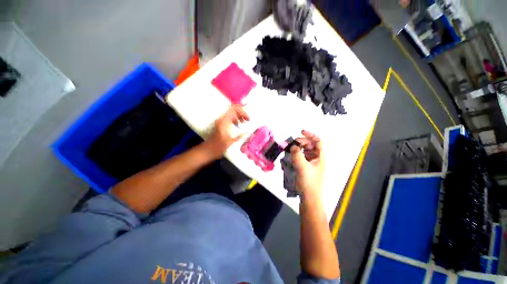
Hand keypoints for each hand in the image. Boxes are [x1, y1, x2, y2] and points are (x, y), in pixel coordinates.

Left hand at [202, 105, 249, 159]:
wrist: (207, 150)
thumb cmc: (218, 147)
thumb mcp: (230, 142)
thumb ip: (240, 136)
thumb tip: (247, 132)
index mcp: (224, 122)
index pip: (234, 109)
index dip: (242, 112)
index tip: (248, 119)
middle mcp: (221, 119)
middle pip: (233, 109)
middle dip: (241, 113)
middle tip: (247, 120)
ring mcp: (220, 121)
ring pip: (231, 113)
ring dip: (238, 116)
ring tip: (243, 122)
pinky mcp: (220, 124)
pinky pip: (228, 117)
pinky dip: (234, 119)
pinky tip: (238, 125)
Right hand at [290, 130, 324, 201]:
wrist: (309, 197)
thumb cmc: (309, 182)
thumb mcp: (302, 167)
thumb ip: (297, 154)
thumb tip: (293, 146)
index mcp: (319, 157)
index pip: (318, 141)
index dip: (310, 135)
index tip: (301, 132)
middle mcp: (315, 158)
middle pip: (309, 145)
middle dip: (300, 142)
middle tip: (291, 144)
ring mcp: (310, 163)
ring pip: (304, 151)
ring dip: (296, 149)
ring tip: (289, 150)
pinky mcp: (304, 167)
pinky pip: (299, 157)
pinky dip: (294, 155)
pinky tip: (289, 158)